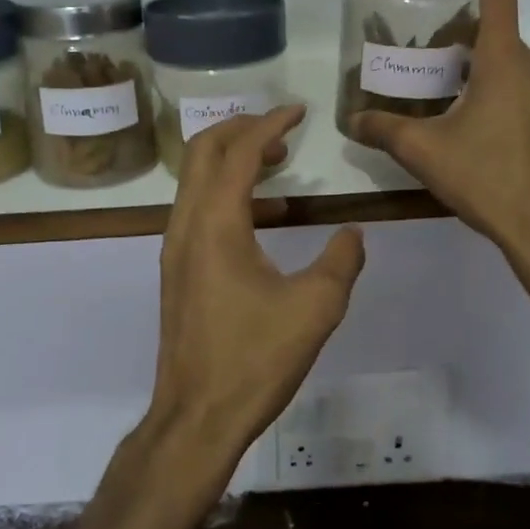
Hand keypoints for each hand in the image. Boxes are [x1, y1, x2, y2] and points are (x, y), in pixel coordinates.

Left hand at [146, 106, 366, 477]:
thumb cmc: (254, 360)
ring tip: (280, 164)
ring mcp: (176, 247)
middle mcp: (186, 225)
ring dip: (234, 160)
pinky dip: (228, 192)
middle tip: (282, 129)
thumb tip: (353, 233)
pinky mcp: (178, 269)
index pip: (238, 152)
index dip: (270, 124)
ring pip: (196, 179)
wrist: (195, 417)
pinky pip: (198, 208)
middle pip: (203, 151)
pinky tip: (268, 217)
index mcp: (216, 224)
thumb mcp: (315, 309)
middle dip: (241, 129)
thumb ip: (341, 262)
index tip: (299, 111)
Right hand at [349, 0, 529, 256]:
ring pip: (508, 59)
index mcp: (504, 60)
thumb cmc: (487, 179)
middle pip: (495, 26)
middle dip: (458, 25)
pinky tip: (470, 120)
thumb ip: (383, 129)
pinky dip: (493, 85)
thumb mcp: (423, 152)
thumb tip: (353, 121)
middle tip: (422, 45)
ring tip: (440, 85)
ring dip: (474, 59)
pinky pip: (521, 85)